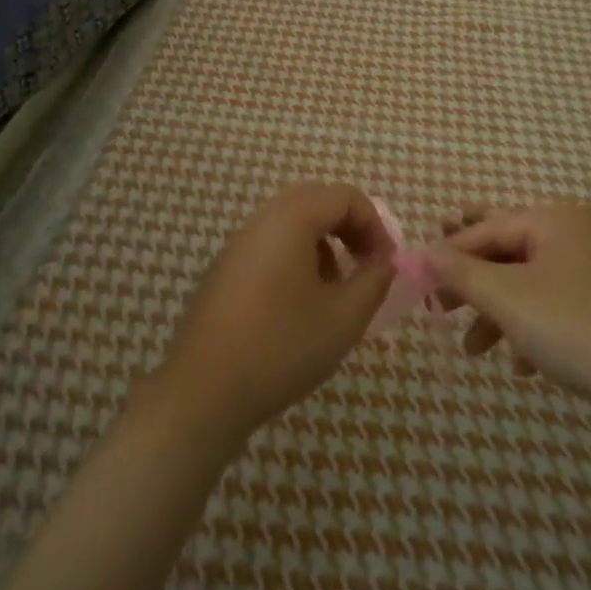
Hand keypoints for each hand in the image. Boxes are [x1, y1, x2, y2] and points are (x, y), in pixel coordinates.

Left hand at [150, 184, 395, 448]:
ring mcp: (238, 244)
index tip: (387, 264)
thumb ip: (374, 281)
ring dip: (323, 243)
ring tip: (336, 290)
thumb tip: (384, 262)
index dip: (375, 224)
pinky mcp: (224, 271)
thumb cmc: (282, 348)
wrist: (203, 392)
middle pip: (316, 201)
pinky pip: (270, 245)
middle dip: (349, 227)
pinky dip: (296, 258)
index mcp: (291, 219)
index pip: (345, 197)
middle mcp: (262, 220)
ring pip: (291, 223)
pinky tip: (301, 305)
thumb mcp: (344, 318)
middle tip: (366, 264)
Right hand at [428, 199, 590, 413]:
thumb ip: (460, 272)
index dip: (449, 254)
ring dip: (497, 314)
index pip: (488, 229)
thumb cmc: (571, 327)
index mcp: (556, 218)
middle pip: (507, 251)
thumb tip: (422, 254)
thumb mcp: (506, 297)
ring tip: (471, 350)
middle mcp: (576, 232)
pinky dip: (530, 328)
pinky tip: (520, 365)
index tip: (417, 279)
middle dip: (472, 282)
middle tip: (437, 302)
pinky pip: (553, 304)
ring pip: (528, 282)